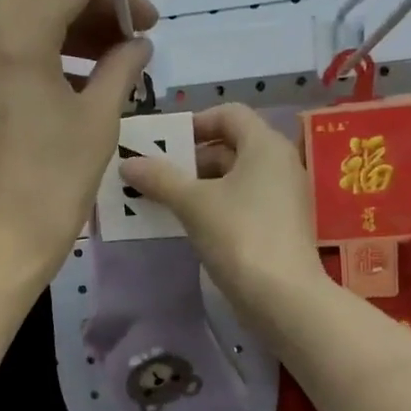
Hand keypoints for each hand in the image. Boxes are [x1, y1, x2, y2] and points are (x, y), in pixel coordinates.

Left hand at [0, 0, 154, 291]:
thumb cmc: (51, 188)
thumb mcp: (98, 123)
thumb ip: (121, 68)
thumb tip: (137, 45)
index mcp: (12, 35)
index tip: (145, 28)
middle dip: (86, 11)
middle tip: (123, 46)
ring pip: (7, 24)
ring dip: (55, 34)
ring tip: (94, 71)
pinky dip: (22, 60)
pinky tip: (49, 94)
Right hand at [119, 103, 325, 323]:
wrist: (282, 296)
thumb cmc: (239, 234)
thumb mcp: (193, 203)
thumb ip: (159, 178)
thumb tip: (128, 164)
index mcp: (265, 145)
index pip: (229, 114)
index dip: (195, 122)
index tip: (165, 144)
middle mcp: (279, 164)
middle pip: (230, 146)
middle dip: (190, 158)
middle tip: (154, 175)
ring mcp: (281, 197)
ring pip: (234, 178)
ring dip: (198, 185)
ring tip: (162, 200)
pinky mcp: (277, 226)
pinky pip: (241, 203)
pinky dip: (214, 206)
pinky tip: (187, 224)